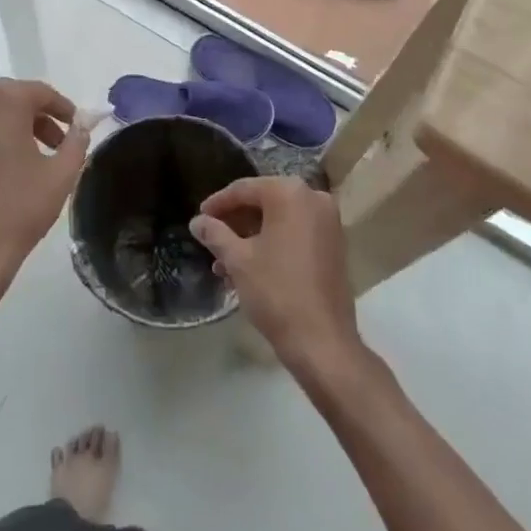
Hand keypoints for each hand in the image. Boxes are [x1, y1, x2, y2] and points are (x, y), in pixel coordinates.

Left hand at [0, 78, 92, 297]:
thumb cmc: (19, 208)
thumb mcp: (62, 174)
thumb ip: (77, 140)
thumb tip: (81, 125)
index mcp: (3, 102)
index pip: (40, 92)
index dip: (62, 108)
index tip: (75, 126)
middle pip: (9, 102)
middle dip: (34, 119)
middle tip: (53, 145)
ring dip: (5, 131)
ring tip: (22, 161)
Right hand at [191, 177, 361, 380]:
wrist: (322, 341)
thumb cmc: (276, 291)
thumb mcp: (238, 260)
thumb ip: (215, 234)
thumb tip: (197, 221)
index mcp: (290, 193)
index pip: (244, 189)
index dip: (218, 203)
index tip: (199, 218)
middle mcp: (313, 198)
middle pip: (263, 202)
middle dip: (234, 223)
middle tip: (211, 240)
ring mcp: (328, 222)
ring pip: (279, 220)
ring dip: (250, 237)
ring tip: (224, 263)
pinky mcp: (334, 245)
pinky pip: (295, 233)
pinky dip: (272, 244)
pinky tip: (249, 268)